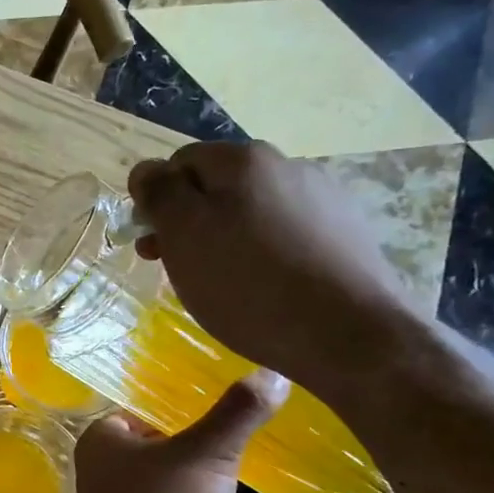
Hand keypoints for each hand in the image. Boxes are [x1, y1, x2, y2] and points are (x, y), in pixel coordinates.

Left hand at [74, 373, 285, 492]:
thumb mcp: (206, 452)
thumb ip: (237, 414)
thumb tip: (273, 374)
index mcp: (100, 439)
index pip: (141, 409)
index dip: (177, 407)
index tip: (218, 404)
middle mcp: (100, 469)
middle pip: (153, 443)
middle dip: (190, 441)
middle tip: (234, 434)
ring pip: (161, 477)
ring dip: (192, 475)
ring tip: (233, 467)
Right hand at [128, 142, 430, 393]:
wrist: (347, 333)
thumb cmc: (247, 283)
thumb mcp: (184, 235)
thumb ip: (159, 194)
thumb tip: (146, 170)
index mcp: (243, 159)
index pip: (180, 162)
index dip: (158, 200)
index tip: (152, 243)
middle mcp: (288, 165)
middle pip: (219, 186)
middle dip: (190, 221)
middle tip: (176, 267)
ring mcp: (324, 198)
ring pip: (253, 210)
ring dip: (227, 236)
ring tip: (222, 282)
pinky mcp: (347, 233)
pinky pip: (287, 233)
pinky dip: (265, 253)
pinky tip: (265, 287)